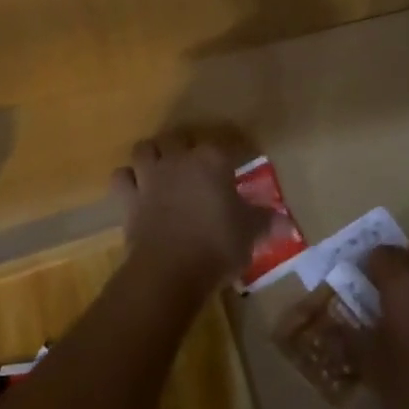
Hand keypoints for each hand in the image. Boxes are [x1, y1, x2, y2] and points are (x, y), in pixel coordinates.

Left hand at [114, 130, 274, 297]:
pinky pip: (121, 177)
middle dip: (185, 148)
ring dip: (152, 156)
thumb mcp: (251, 234)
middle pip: (179, 138)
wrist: (170, 270)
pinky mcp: (129, 197)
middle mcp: (180, 159)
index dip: (232, 153)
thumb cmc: (217, 245)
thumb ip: (267, 222)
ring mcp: (151, 176)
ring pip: (145, 149)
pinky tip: (136, 189)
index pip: (225, 144)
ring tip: (161, 169)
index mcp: (213, 160)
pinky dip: (127, 180)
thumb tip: (287, 222)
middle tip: (196, 167)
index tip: (238, 164)